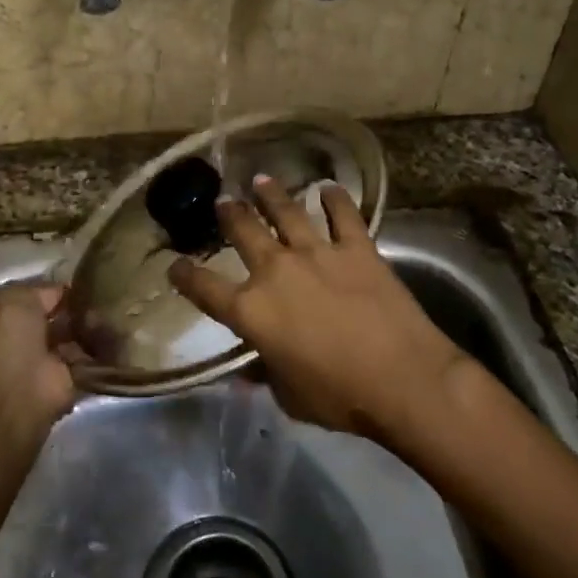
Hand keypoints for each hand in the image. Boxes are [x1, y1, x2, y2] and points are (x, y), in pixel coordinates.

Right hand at [168, 177, 464, 445]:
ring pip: (287, 213)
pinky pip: (343, 215)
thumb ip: (266, 374)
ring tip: (261, 180)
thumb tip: (249, 371)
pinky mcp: (357, 248)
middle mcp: (277, 271)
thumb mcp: (289, 396)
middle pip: (244, 232)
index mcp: (252, 311)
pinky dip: (335, 199)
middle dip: (229, 214)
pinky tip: (329, 187)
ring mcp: (318, 253)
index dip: (185, 275)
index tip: (174, 265)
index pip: (205, 289)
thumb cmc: (339, 397)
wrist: (403, 379)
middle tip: (223, 201)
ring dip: (271, 195)